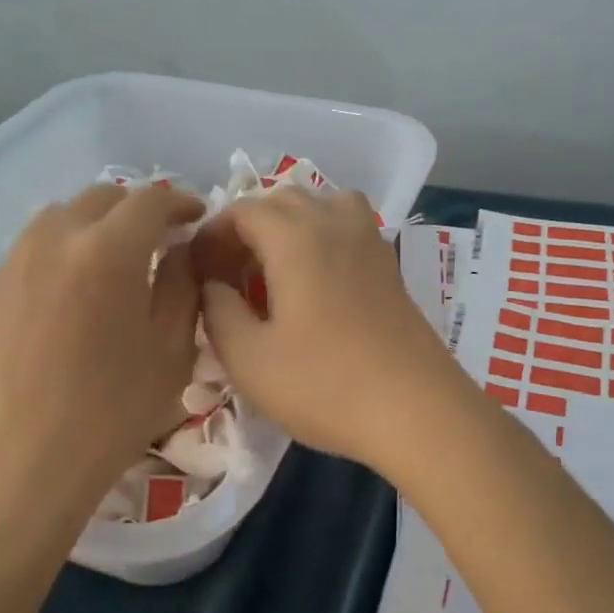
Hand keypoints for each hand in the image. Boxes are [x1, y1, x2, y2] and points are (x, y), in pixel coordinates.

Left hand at [0, 183, 203, 543]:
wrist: (20, 468)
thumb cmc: (112, 413)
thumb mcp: (171, 351)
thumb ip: (183, 286)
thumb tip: (180, 250)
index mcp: (108, 251)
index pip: (151, 200)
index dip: (181, 202)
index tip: (196, 218)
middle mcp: (54, 240)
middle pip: (100, 197)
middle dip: (137, 208)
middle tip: (160, 239)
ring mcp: (12, 264)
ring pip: (59, 218)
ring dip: (95, 225)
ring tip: (113, 260)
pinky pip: (30, 252)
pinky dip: (61, 253)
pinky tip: (70, 295)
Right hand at [192, 188, 463, 471]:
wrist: (416, 411)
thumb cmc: (324, 386)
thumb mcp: (249, 359)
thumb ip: (217, 311)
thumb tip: (212, 284)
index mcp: (296, 236)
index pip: (242, 210)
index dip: (212, 236)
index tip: (197, 272)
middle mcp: (335, 224)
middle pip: (282, 201)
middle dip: (248, 229)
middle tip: (230, 276)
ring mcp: (371, 243)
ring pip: (322, 207)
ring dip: (290, 227)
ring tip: (275, 271)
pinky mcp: (391, 268)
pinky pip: (349, 230)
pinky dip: (323, 240)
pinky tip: (315, 287)